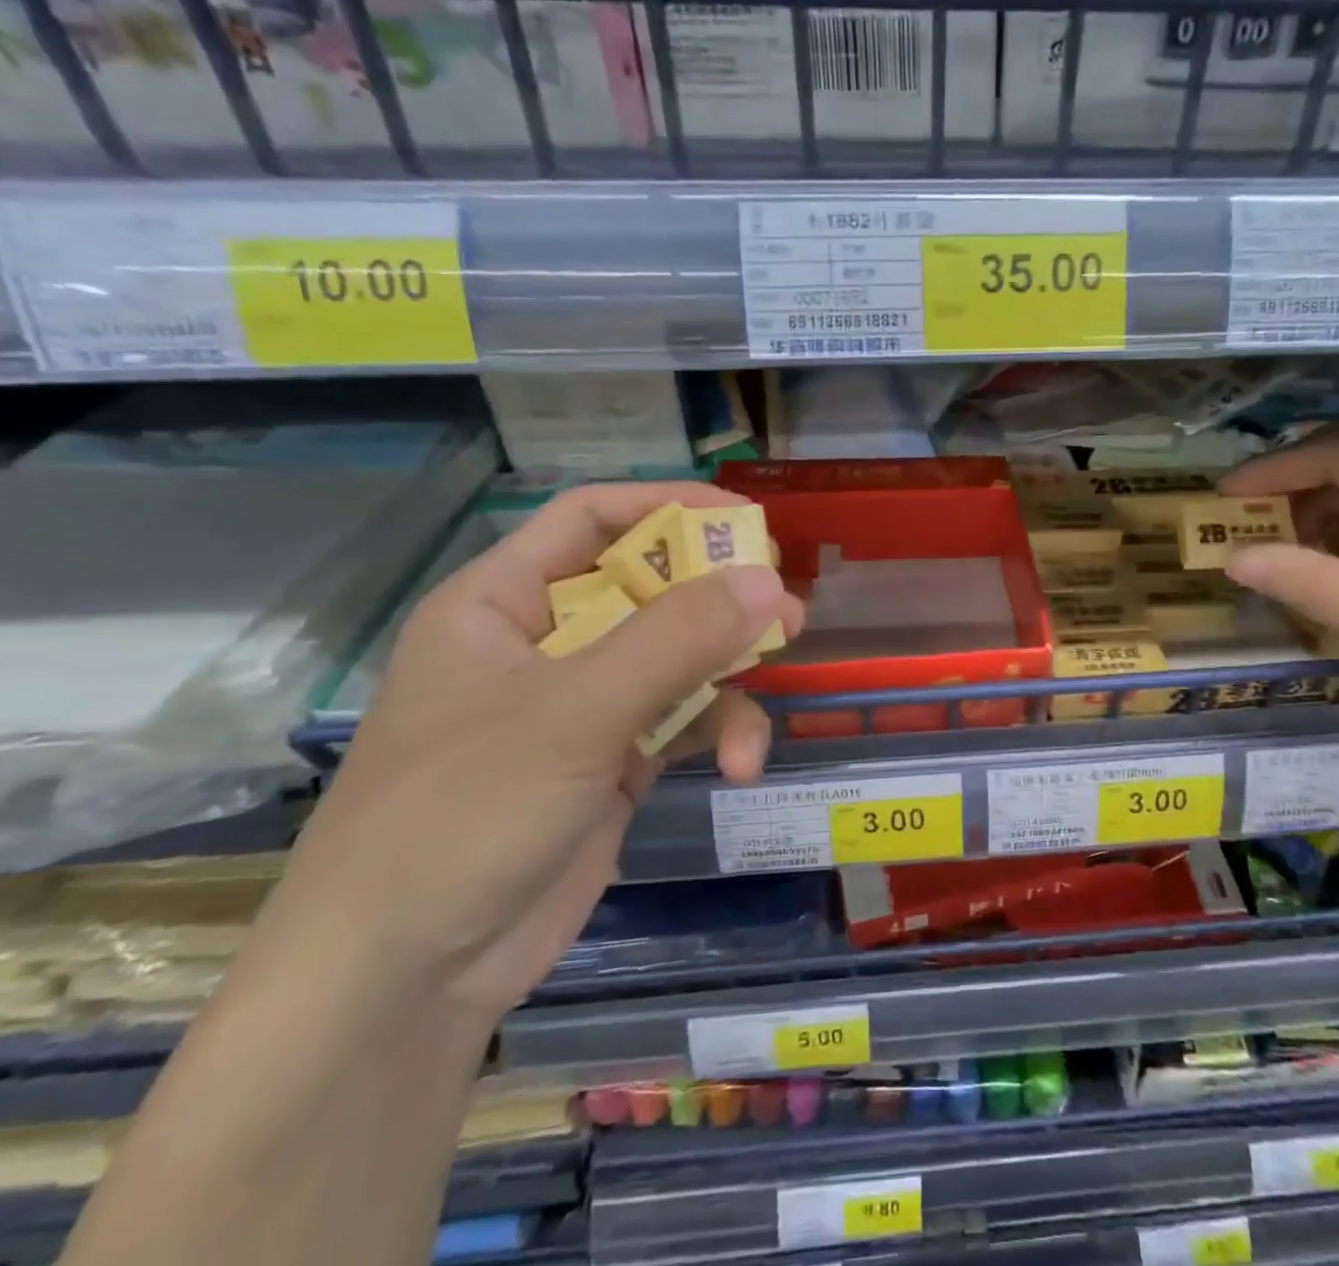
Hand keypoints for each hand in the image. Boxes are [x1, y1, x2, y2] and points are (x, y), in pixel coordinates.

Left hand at [250, 483, 802, 1025]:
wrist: (402, 985)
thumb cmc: (462, 816)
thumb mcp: (575, 713)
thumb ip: (677, 640)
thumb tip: (772, 583)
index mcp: (502, 604)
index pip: (591, 520)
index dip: (669, 508)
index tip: (747, 524)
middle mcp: (544, 644)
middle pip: (648, 588)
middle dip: (717, 600)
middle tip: (783, 608)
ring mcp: (580, 706)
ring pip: (676, 658)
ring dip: (725, 677)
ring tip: (766, 693)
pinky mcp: (612, 761)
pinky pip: (681, 720)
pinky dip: (716, 732)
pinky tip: (740, 765)